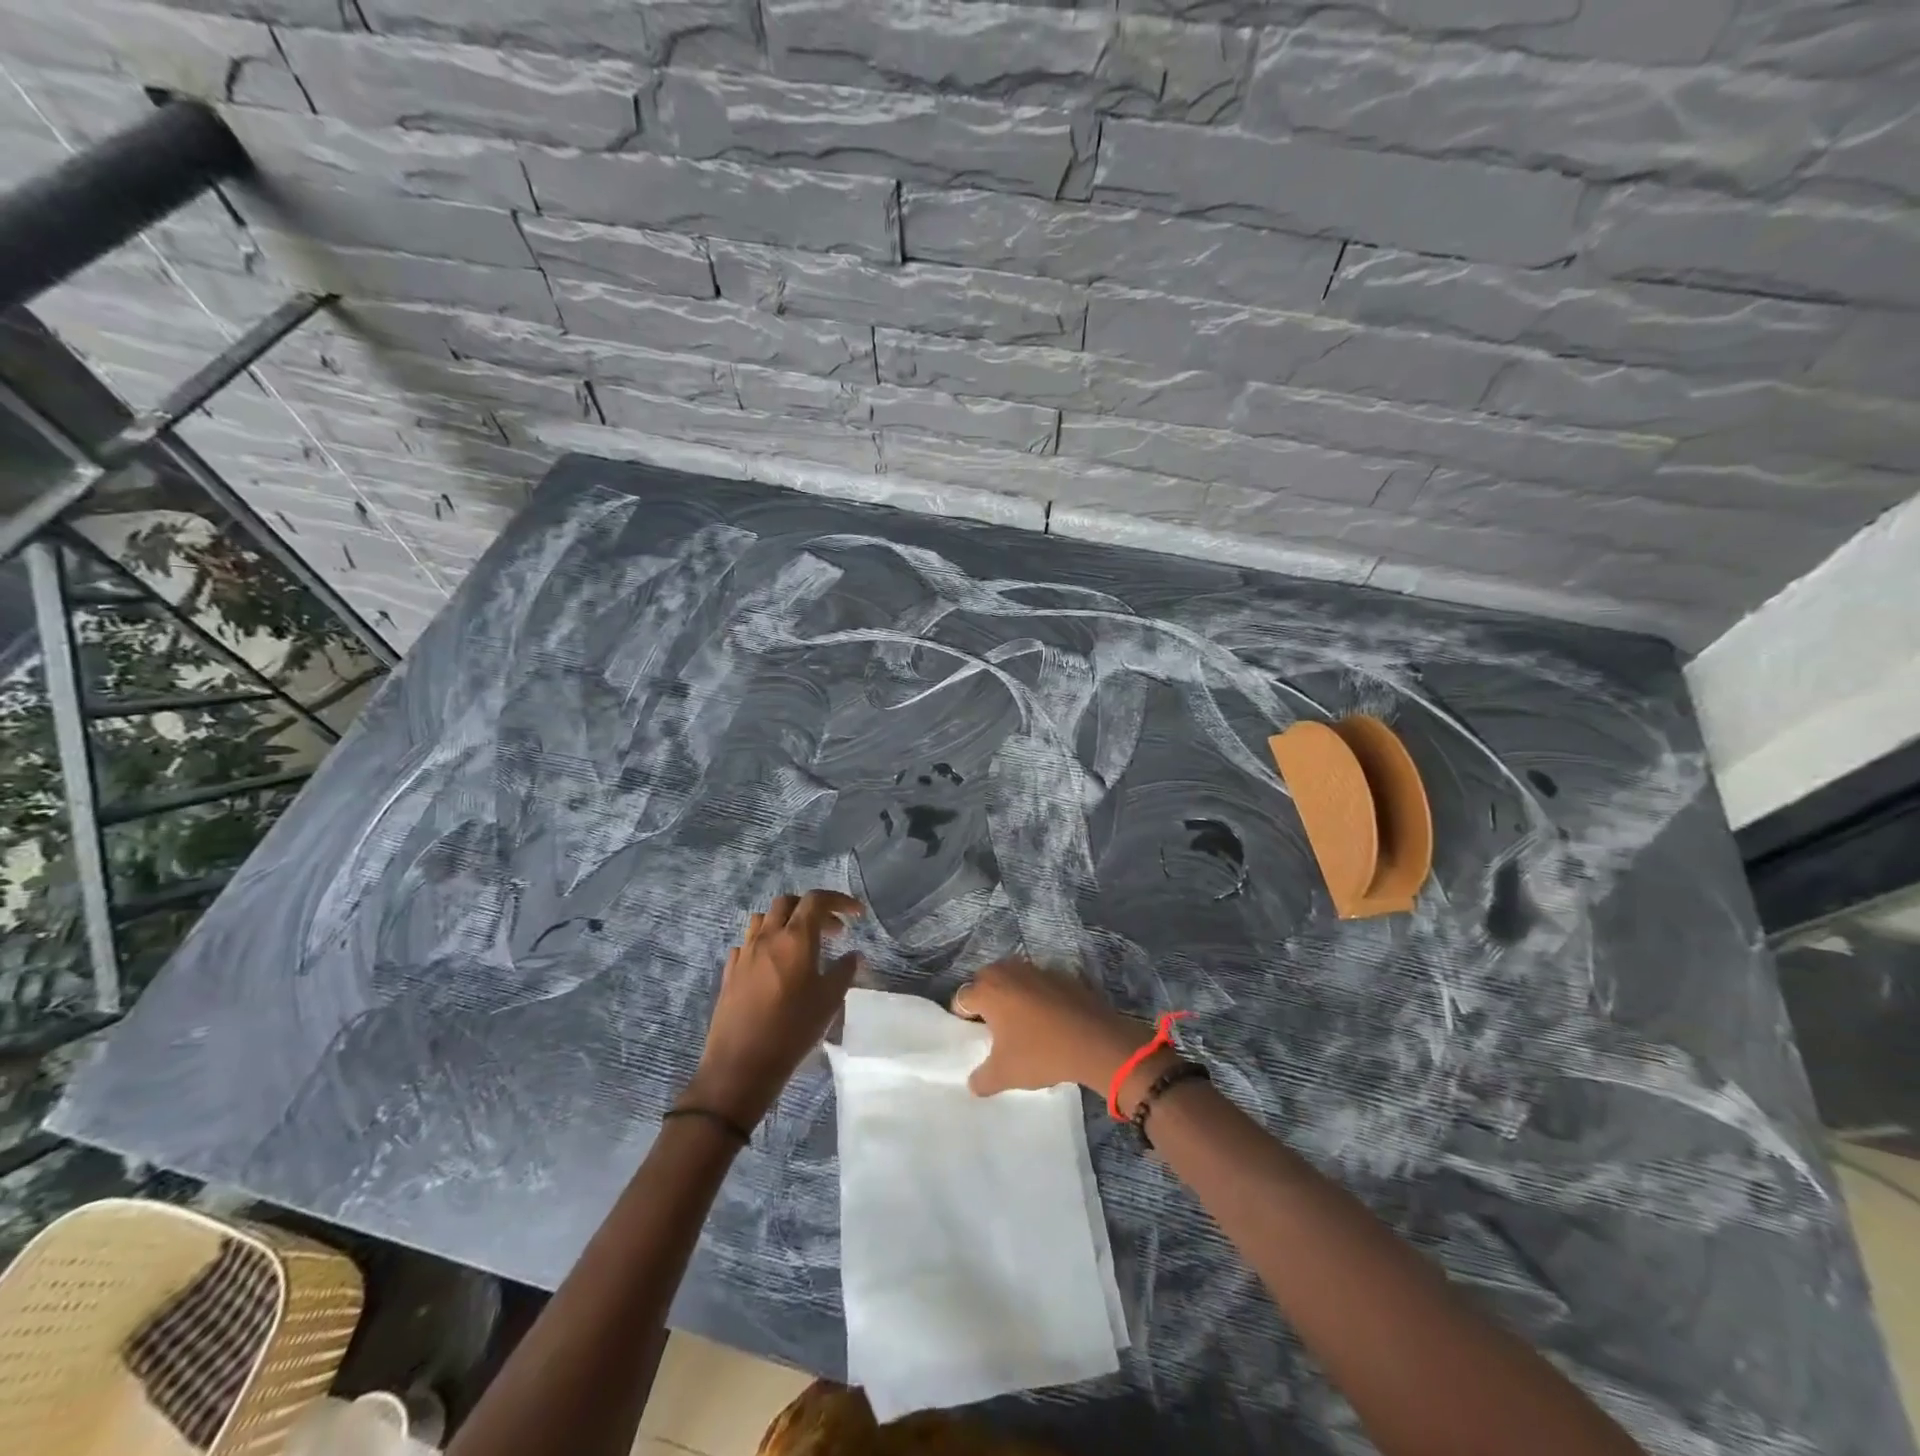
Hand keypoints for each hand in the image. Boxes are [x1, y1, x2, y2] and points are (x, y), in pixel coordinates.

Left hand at [683, 891, 862, 1128]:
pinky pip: (748, 943)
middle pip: (788, 903)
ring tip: (801, 943)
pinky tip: (774, 964)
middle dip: (812, 908)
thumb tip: (853, 955)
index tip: (856, 914)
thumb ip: (844, 971)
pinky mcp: (730, 972)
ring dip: (786, 922)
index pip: (817, 900)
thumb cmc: (792, 1030)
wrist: (741, 1065)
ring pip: (764, 919)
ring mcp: (744, 953)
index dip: (839, 900)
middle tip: (831, 931)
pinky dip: (765, 943)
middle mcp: (767, 937)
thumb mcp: (829, 1001)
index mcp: (795, 938)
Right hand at [951, 958, 1150, 1098]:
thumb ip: (981, 1079)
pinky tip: (1047, 1019)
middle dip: (986, 1001)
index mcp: (988, 990)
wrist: (1095, 1041)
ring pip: (1013, 978)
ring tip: (1021, 1023)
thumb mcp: (1004, 1075)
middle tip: (994, 1028)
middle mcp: (1008, 971)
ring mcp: (1036, 969)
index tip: (975, 1037)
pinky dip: (1036, 995)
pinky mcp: (1060, 974)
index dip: (964, 1018)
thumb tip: (973, 1082)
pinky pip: (1038, 983)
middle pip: (986, 981)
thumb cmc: (1041, 1053)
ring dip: (1011, 995)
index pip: (962, 998)